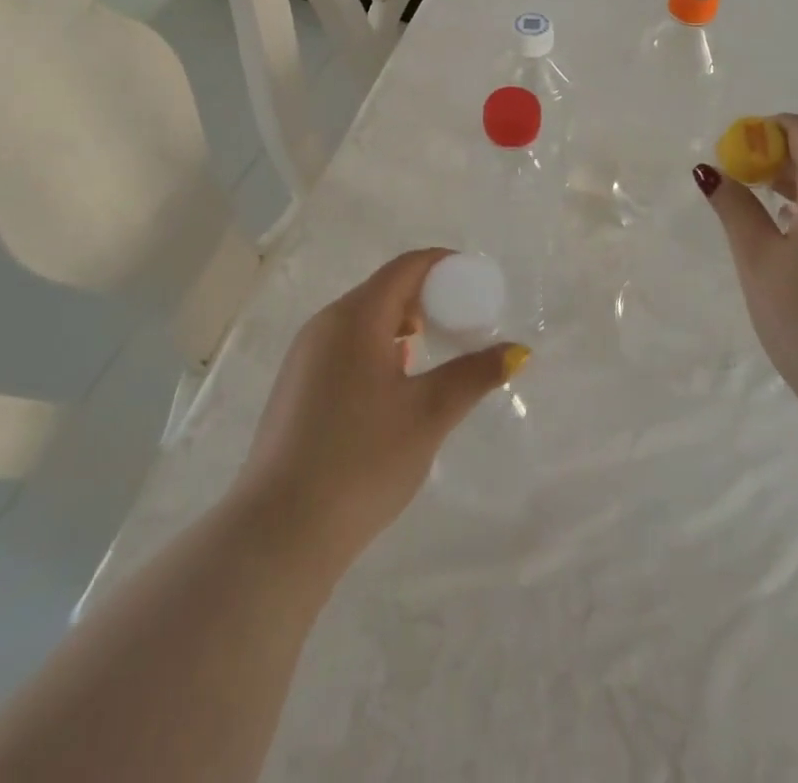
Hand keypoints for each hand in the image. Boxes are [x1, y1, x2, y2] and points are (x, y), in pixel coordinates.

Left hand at [235, 249, 526, 572]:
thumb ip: (474, 374)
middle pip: (384, 289)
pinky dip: (377, 347)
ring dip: (402, 324)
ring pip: (363, 319)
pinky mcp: (296, 385)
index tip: (476, 281)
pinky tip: (395, 384)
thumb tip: (517, 351)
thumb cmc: (362, 460)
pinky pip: (345, 345)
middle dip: (426, 296)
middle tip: (462, 322)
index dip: (444, 265)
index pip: (406, 267)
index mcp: (356, 317)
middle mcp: (325, 324)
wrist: (279, 532)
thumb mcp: (428, 414)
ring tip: (433, 353)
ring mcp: (305, 355)